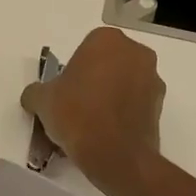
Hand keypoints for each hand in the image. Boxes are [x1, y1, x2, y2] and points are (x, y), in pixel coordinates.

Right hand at [21, 27, 164, 194]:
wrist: (115, 155)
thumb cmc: (77, 115)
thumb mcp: (42, 100)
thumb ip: (36, 92)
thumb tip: (35, 96)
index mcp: (107, 40)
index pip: (85, 49)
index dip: (73, 71)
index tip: (65, 92)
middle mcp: (135, 52)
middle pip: (108, 64)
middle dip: (93, 81)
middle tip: (75, 107)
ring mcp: (153, 78)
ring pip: (124, 83)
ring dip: (110, 96)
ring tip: (91, 125)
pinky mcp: (161, 105)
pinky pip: (136, 103)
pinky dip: (123, 113)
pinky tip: (107, 134)